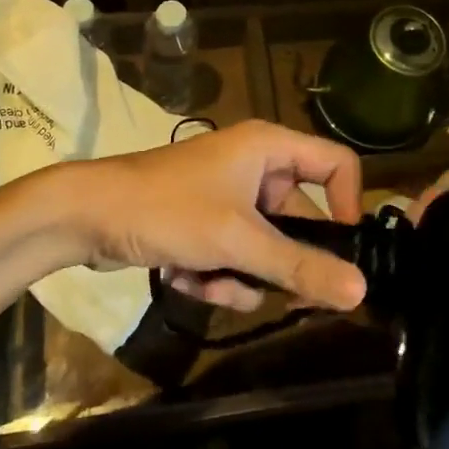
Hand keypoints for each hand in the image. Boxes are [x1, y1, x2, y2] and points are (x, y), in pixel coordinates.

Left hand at [56, 121, 365, 312]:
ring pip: (265, 247)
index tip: (344, 253)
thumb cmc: (168, 210)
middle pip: (300, 219)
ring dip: (243, 277)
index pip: (336, 164)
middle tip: (286, 300)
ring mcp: (229, 196)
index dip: (349, 205)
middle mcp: (256, 166)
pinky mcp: (205, 222)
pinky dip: (217, 275)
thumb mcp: (237, 241)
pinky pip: (234, 256)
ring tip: (212, 284)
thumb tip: (362, 289)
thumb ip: (299, 266)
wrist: (86, 216)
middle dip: (282, 263)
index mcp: (270, 148)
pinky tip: (186, 279)